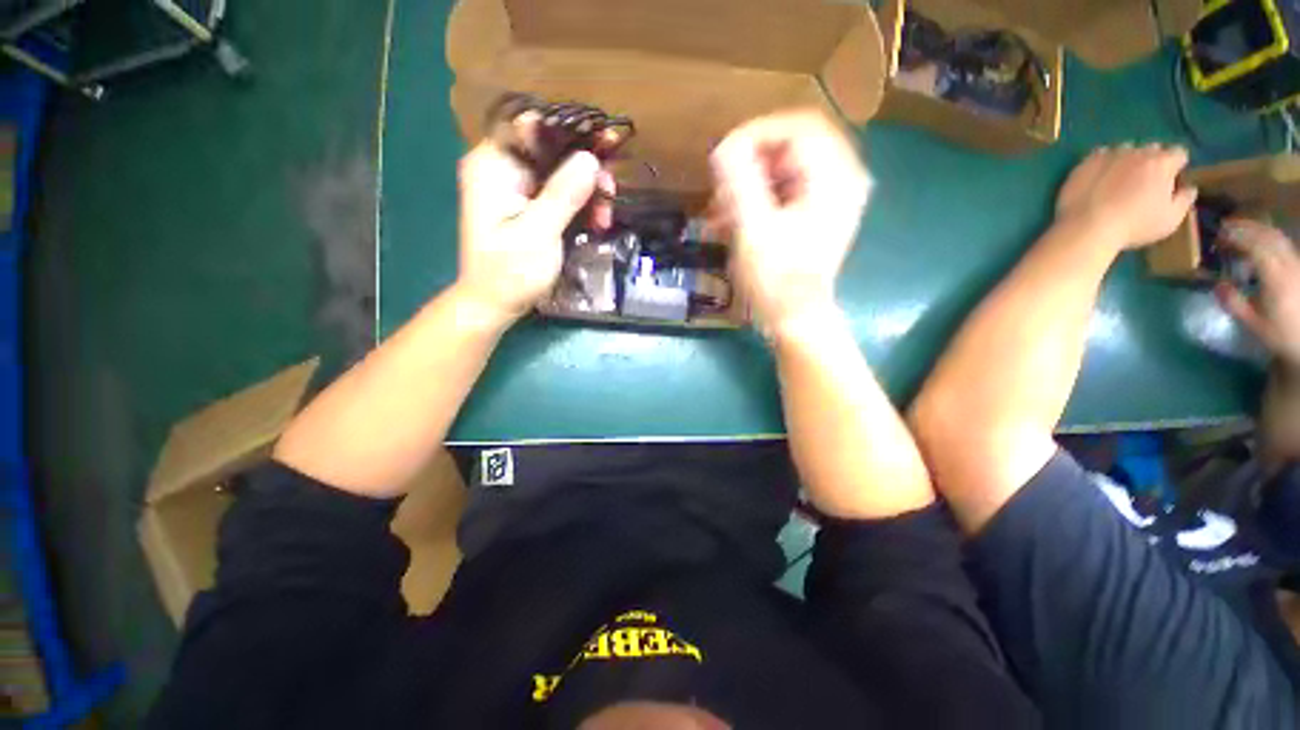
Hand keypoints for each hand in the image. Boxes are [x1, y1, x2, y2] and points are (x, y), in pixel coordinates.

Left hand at [455, 138, 611, 321]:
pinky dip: (580, 205)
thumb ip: (563, 195)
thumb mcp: (538, 234)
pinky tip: (597, 221)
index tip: (606, 143)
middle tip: (611, 191)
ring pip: (561, 172)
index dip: (571, 130)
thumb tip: (590, 158)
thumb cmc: (510, 272)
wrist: (495, 304)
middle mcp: (503, 168)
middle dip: (586, 168)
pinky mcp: (529, 206)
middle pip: (552, 149)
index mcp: (493, 165)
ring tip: (605, 218)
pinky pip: (560, 193)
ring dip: (588, 191)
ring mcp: (516, 188)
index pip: (533, 126)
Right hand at [709, 110, 869, 332]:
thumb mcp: (754, 230)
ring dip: (751, 180)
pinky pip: (788, 187)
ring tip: (722, 206)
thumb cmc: (777, 279)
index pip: (797, 126)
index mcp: (834, 176)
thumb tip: (724, 148)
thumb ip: (739, 183)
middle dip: (751, 160)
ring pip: (788, 164)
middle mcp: (842, 177)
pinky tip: (734, 217)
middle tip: (723, 182)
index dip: (755, 134)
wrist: (796, 317)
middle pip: (793, 142)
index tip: (723, 156)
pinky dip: (759, 196)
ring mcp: (833, 195)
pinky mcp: (819, 212)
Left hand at [1055, 144, 1197, 249]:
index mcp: (1162, 163)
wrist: (1086, 227)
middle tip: (1143, 182)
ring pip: (1126, 149)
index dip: (1176, 166)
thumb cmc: (1134, 226)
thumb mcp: (1170, 219)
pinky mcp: (1085, 163)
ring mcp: (1110, 155)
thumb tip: (1189, 188)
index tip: (1170, 179)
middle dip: (1152, 161)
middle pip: (1152, 149)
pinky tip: (1100, 177)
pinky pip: (1099, 155)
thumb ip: (1184, 200)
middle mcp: (1138, 152)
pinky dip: (1104, 162)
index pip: (1178, 153)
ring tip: (1120, 179)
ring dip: (1127, 159)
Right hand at [1216, 219, 1299, 366]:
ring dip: (1257, 231)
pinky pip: (1283, 246)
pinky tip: (1258, 246)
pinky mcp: (1299, 268)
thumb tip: (1217, 284)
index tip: (1217, 235)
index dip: (1235, 236)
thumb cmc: (1281, 334)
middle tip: (1225, 227)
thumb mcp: (1253, 324)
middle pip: (1268, 236)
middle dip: (1247, 228)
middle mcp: (1289, 264)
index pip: (1254, 245)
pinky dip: (1268, 239)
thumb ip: (1234, 303)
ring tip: (1240, 233)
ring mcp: (1297, 264)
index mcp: (1275, 276)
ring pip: (1277, 237)